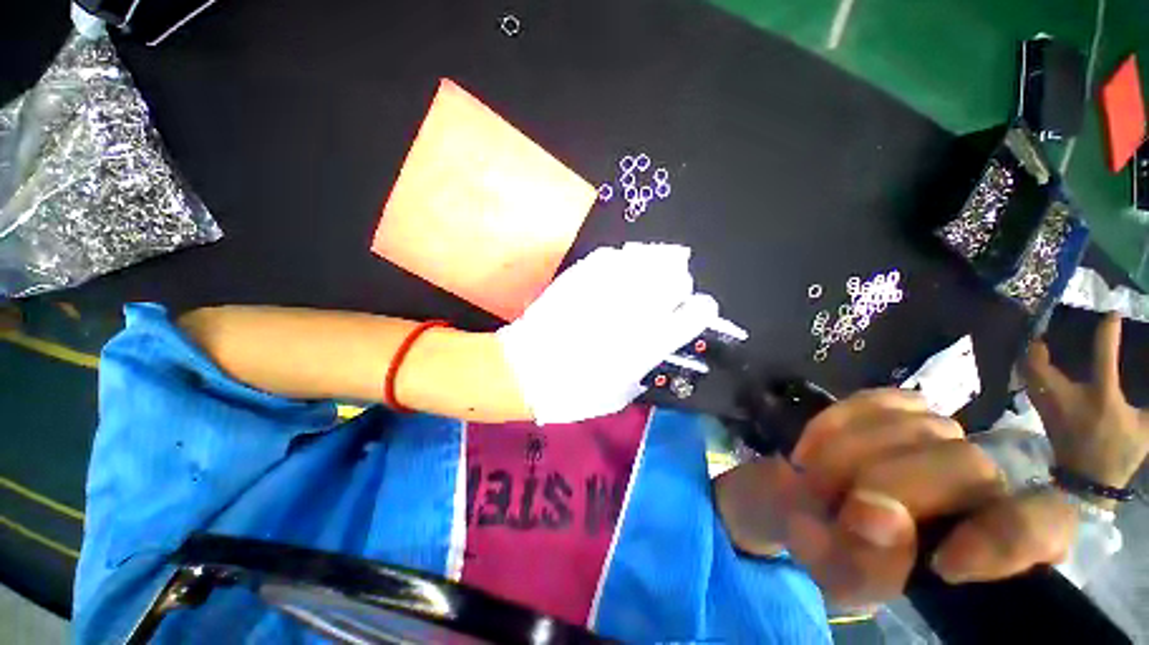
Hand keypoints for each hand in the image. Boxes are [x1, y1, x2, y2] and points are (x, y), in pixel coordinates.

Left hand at [497, 243, 718, 423]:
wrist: (526, 372)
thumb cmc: (576, 392)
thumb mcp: (622, 393)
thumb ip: (646, 366)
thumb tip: (656, 346)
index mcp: (651, 343)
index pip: (697, 313)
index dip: (699, 310)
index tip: (693, 311)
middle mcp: (636, 310)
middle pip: (677, 278)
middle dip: (677, 284)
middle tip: (667, 292)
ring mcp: (608, 288)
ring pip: (649, 258)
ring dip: (654, 265)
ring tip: (647, 273)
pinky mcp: (582, 275)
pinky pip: (613, 255)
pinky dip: (620, 260)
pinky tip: (616, 269)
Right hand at [716, 390, 1074, 606]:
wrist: (814, 505)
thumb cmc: (844, 554)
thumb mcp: (851, 579)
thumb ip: (867, 563)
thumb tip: (874, 514)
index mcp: (992, 541)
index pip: (1043, 524)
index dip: (1004, 540)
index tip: (944, 564)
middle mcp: (984, 479)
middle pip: (966, 465)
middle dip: (883, 483)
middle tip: (828, 502)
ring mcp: (943, 435)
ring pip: (914, 427)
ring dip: (845, 454)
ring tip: (814, 480)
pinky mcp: (899, 405)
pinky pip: (872, 401)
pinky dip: (834, 424)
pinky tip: (813, 448)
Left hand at [1024, 312, 1148, 498]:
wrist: (1088, 482)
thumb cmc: (1120, 453)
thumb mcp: (1145, 427)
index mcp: (1102, 398)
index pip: (1104, 357)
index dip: (1107, 333)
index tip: (1111, 314)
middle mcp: (1069, 397)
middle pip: (1042, 364)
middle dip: (1041, 344)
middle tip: (1048, 329)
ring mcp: (1050, 405)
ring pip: (1029, 373)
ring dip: (1032, 357)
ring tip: (1039, 343)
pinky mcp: (1042, 413)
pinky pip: (1030, 385)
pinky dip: (1031, 371)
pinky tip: (1037, 365)